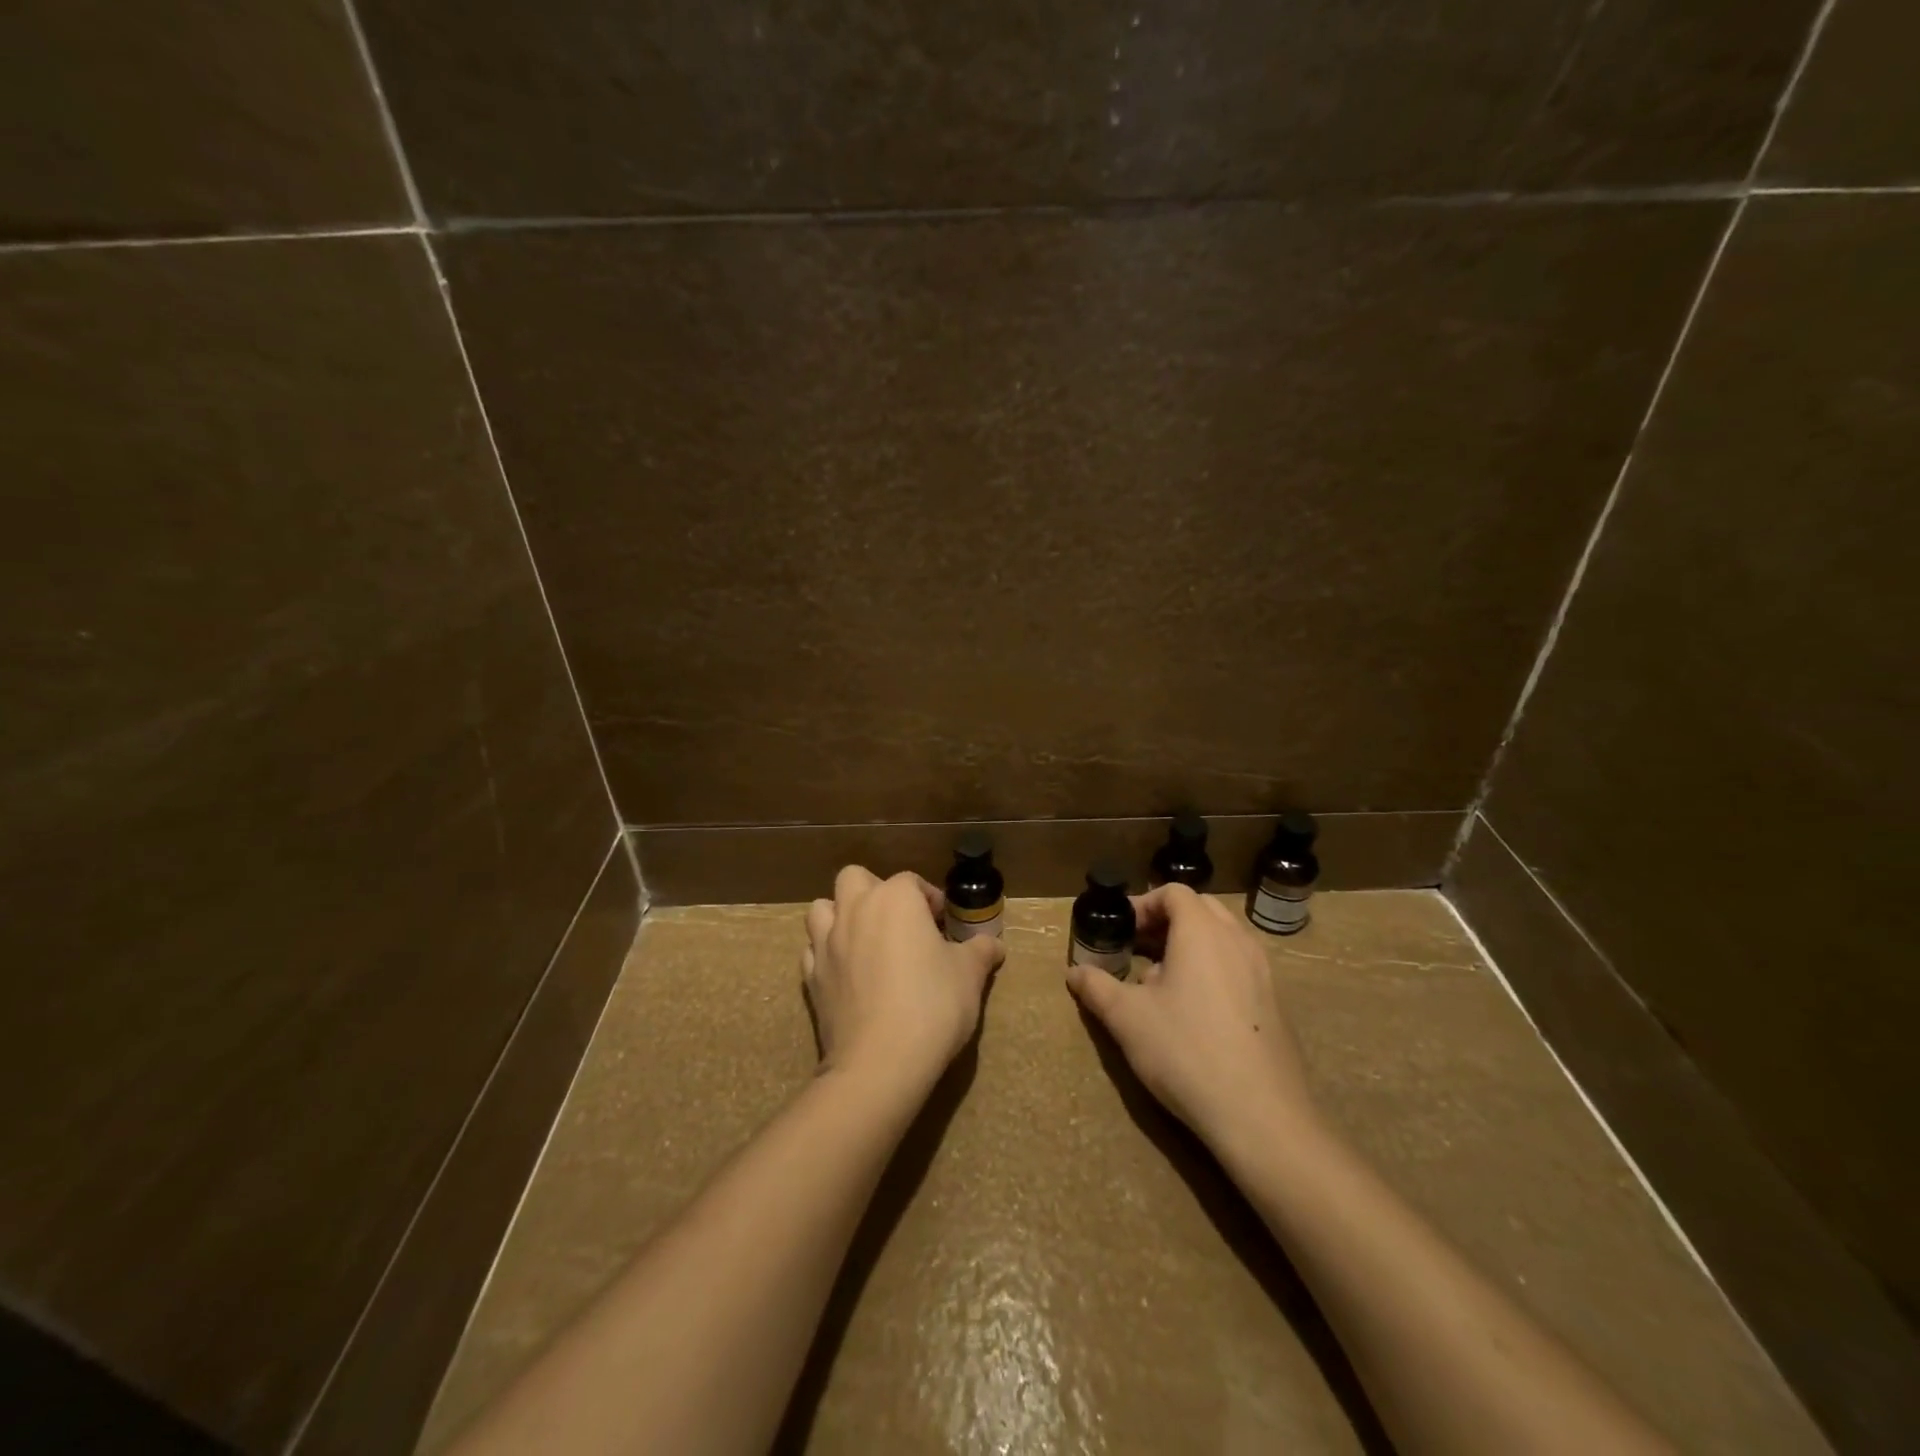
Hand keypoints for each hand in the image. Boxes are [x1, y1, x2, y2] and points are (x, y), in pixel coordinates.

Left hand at [804, 866, 1004, 1097]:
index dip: (930, 899)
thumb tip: (994, 944)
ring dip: (840, 915)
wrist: (881, 1062)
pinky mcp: (810, 977)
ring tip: (865, 939)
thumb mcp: (970, 975)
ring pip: (822, 908)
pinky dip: (826, 953)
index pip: (911, 881)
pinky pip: (812, 950)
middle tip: (899, 922)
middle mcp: (855, 910)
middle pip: (855, 878)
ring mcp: (826, 943)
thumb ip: (981, 951)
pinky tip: (846, 972)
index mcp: (894, 899)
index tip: (944, 924)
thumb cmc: (933, 1005)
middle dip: (875, 891)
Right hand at [1066, 884, 1317, 1151]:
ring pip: (1223, 937)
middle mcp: (1237, 940)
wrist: (1261, 1116)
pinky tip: (1194, 1011)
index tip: (1121, 929)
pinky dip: (1213, 968)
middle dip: (1166, 920)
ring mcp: (1263, 971)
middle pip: (1200, 909)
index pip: (1173, 892)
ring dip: (1190, 944)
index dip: (1143, 904)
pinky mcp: (1275, 1003)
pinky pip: (1239, 965)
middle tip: (1137, 948)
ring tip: (1161, 980)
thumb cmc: (1186, 1051)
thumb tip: (1074, 972)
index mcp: (1202, 932)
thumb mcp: (1127, 1018)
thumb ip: (1097, 987)